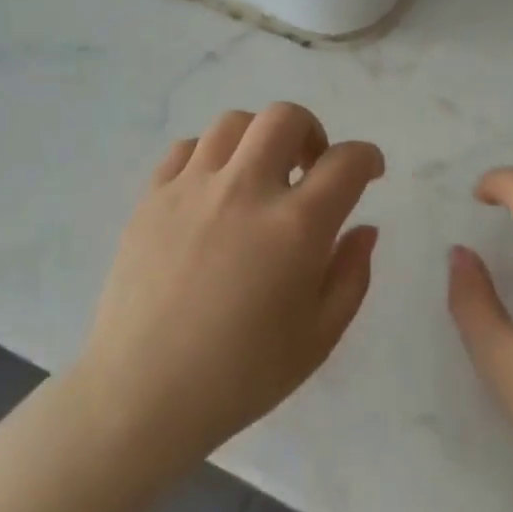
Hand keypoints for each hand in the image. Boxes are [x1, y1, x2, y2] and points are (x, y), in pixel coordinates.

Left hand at [74, 104, 384, 468]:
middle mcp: (246, 190)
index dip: (367, 158)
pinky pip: (186, 148)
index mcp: (296, 226)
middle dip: (312, 132)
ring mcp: (192, 188)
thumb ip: (351, 275)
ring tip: (260, 175)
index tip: (369, 171)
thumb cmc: (242, 375)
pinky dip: (211, 155)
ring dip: (259, 139)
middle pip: (285, 118)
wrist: (143, 394)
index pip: (346, 162)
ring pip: (234, 123)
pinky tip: (213, 189)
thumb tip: (364, 229)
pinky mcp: (151, 197)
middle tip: (311, 167)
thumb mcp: (319, 336)